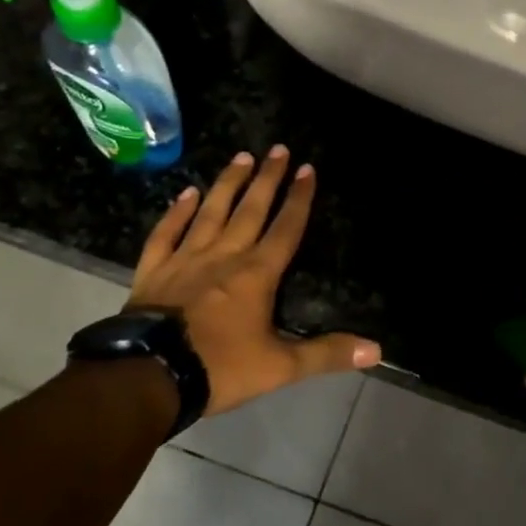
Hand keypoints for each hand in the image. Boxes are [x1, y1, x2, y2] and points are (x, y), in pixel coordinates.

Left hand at [128, 146, 380, 415]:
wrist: (149, 376)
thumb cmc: (219, 368)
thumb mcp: (281, 367)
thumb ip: (326, 354)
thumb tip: (375, 350)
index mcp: (257, 274)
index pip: (285, 228)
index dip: (299, 198)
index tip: (308, 168)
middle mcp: (224, 256)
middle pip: (251, 209)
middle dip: (268, 178)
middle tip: (278, 149)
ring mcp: (186, 259)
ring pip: (211, 212)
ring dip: (228, 183)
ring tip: (241, 156)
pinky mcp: (154, 270)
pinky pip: (167, 233)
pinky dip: (176, 212)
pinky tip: (186, 193)